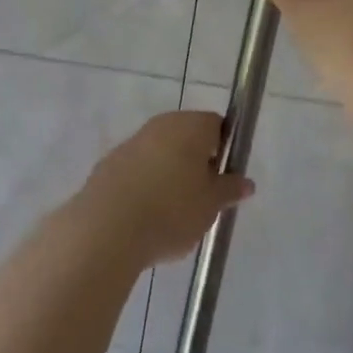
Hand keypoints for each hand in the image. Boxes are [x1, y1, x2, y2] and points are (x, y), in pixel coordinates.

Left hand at [78, 111, 253, 266]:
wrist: (106, 228)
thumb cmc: (171, 210)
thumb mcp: (211, 205)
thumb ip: (230, 190)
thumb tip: (246, 182)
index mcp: (192, 126)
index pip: (217, 125)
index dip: (224, 150)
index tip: (222, 178)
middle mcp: (161, 125)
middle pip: (187, 137)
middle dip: (196, 164)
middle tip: (200, 199)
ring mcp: (131, 142)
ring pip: (160, 154)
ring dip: (169, 175)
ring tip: (171, 214)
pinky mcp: (108, 164)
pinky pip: (137, 170)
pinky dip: (144, 186)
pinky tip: (144, 217)